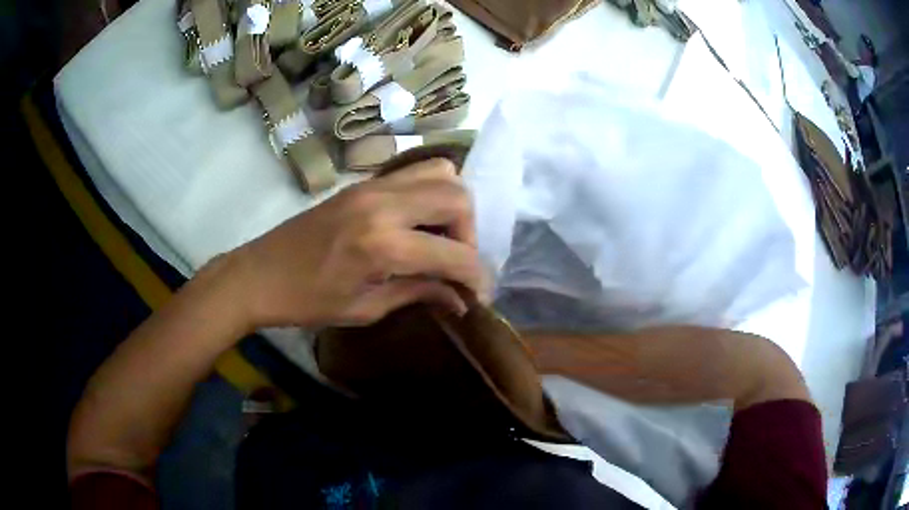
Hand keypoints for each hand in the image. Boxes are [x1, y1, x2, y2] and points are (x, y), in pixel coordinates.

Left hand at [231, 158, 486, 328]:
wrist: (258, 274)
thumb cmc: (306, 302)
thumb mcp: (365, 308)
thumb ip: (418, 294)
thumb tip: (460, 299)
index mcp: (383, 244)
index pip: (454, 253)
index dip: (476, 276)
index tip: (479, 294)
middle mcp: (384, 204)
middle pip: (457, 196)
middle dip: (470, 232)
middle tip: (455, 261)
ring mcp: (372, 186)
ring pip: (440, 172)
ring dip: (453, 205)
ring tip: (440, 237)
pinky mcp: (362, 183)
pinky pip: (414, 172)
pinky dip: (431, 192)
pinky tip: (418, 222)